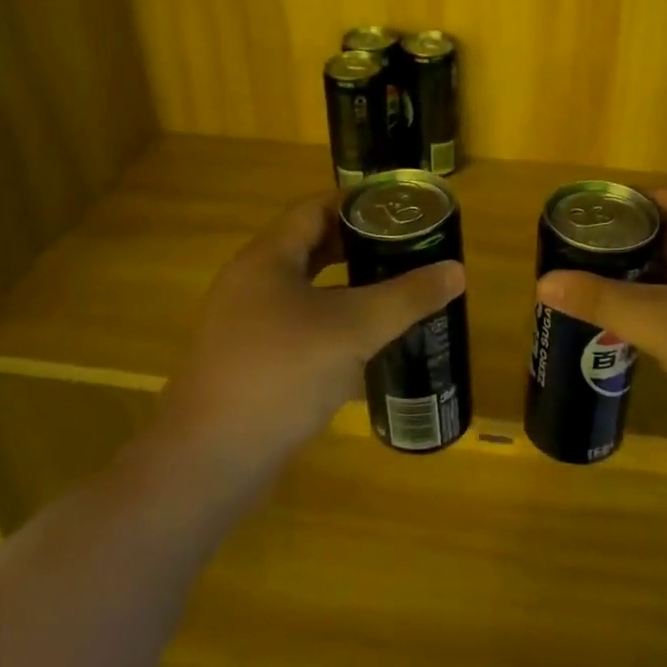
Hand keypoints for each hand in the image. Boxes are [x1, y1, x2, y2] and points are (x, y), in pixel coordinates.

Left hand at [157, 195, 464, 472]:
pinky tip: (366, 342)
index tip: (400, 207)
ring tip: (394, 288)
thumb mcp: (353, 329)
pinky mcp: (251, 363)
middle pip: (310, 248)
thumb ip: (406, 297)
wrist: (209, 463)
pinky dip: (332, 323)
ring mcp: (246, 326)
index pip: (315, 209)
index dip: (357, 203)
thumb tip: (457, 270)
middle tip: (406, 247)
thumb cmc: (281, 374)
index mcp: (267, 259)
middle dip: (358, 245)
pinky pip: (299, 327)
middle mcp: (251, 284)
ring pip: (306, 290)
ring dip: (347, 286)